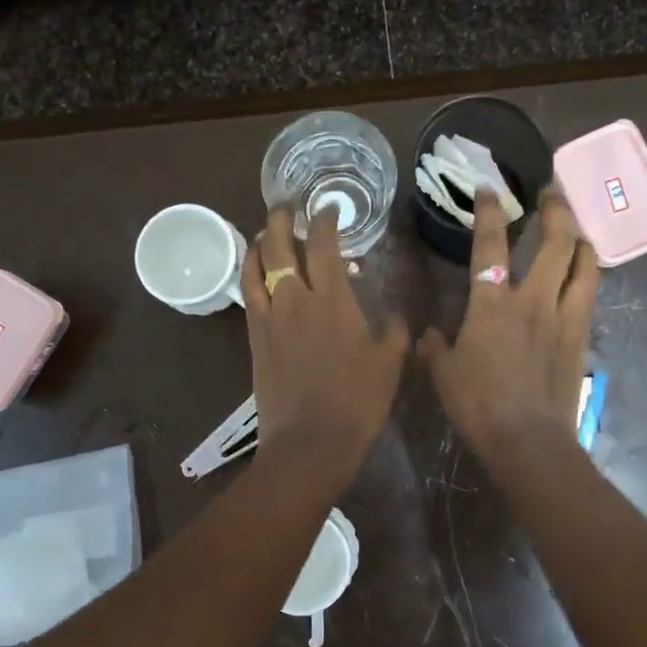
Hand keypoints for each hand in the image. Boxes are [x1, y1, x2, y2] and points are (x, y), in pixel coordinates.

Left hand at [243, 206, 409, 488]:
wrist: (309, 442)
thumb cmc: (357, 403)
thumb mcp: (390, 365)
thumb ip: (396, 333)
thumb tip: (399, 316)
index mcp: (334, 299)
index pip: (325, 244)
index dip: (326, 220)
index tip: (329, 209)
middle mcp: (296, 298)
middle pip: (281, 244)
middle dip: (283, 217)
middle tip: (289, 204)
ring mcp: (270, 316)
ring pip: (256, 264)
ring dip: (261, 241)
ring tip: (268, 231)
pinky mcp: (254, 337)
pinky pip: (247, 292)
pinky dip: (249, 272)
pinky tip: (256, 270)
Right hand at [418, 190, 598, 465]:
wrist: (528, 440)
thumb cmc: (479, 405)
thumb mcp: (443, 374)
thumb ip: (433, 348)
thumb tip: (427, 335)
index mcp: (492, 305)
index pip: (490, 245)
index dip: (489, 212)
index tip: (489, 190)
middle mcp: (532, 300)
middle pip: (555, 242)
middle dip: (556, 210)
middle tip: (552, 194)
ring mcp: (563, 317)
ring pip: (584, 264)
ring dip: (581, 239)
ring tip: (577, 229)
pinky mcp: (581, 337)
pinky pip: (590, 294)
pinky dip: (588, 274)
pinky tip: (584, 274)